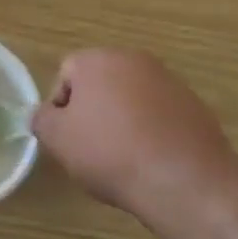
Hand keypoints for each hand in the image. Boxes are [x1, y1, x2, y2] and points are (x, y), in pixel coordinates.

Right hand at [32, 49, 232, 215]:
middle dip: (93, 111)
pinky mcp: (195, 106)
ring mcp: (169, 81)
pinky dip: (153, 132)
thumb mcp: (59, 139)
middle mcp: (135, 60)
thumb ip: (42, 120)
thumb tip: (44, 114)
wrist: (183, 179)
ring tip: (124, 159)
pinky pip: (161, 115)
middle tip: (91, 148)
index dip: (61, 107)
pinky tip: (152, 162)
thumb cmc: (110, 152)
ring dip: (124, 121)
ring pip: (132, 98)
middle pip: (102, 82)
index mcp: (99, 59)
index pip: (67, 73)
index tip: (66, 138)